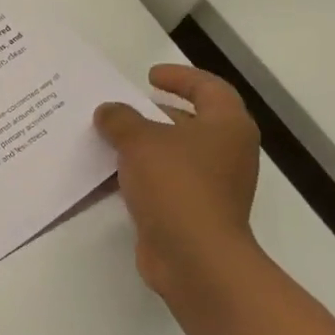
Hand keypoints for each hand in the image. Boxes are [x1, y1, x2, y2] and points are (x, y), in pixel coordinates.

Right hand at [94, 66, 261, 300]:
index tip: (148, 76)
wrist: (195, 257)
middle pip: (191, 121)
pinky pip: (165, 182)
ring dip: (144, 146)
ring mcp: (213, 185)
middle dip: (154, 113)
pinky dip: (142, 175)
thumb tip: (109, 111)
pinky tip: (111, 175)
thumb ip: (120, 119)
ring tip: (107, 139)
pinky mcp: (194, 211)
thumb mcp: (140, 141)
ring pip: (175, 154)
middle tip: (120, 108)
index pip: (209, 88)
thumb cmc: (176, 186)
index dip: (180, 77)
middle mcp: (227, 152)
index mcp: (227, 126)